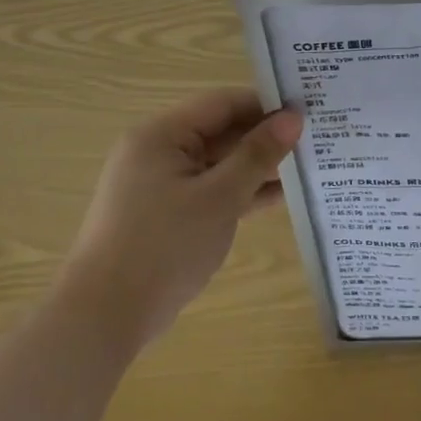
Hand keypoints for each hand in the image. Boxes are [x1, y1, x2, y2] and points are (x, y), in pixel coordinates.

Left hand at [58, 90, 303, 352]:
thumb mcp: (219, 197)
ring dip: (258, 165)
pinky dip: (241, 191)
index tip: (309, 110)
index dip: (266, 104)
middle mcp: (159, 151)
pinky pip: (212, 189)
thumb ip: (258, 154)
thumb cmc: (163, 246)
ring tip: (308, 164)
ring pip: (220, 162)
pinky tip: (282, 196)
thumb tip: (293, 118)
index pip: (223, 103)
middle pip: (221, 131)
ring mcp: (162, 184)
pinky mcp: (168, 213)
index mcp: (162, 135)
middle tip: (315, 137)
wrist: (105, 317)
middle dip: (265, 136)